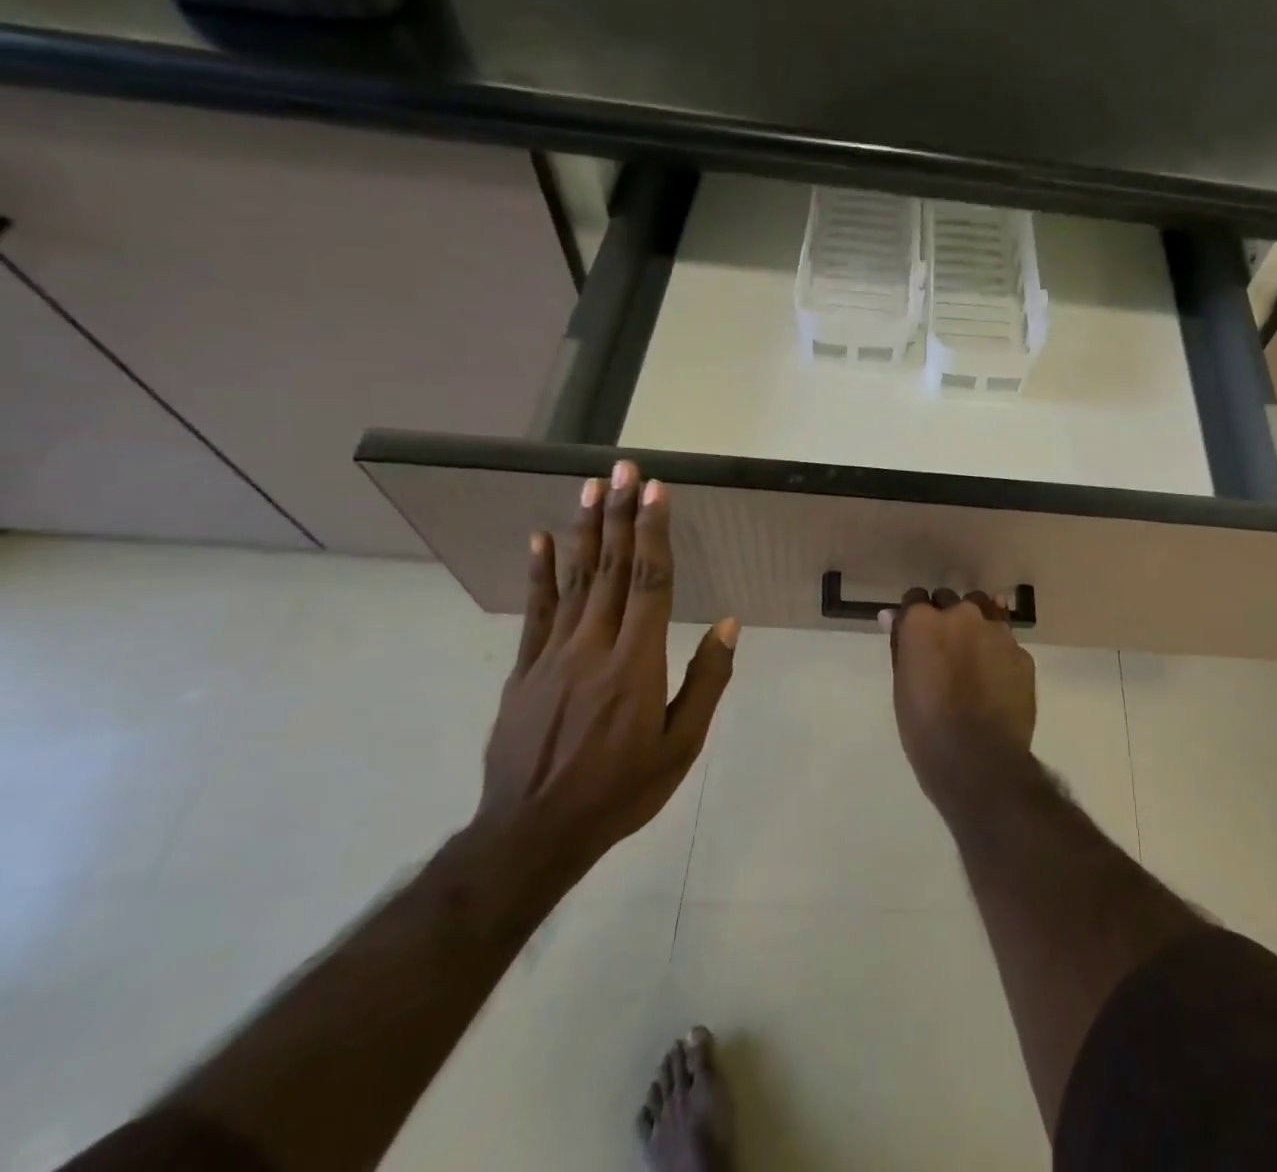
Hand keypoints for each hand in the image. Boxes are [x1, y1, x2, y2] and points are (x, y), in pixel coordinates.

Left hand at [478, 461, 737, 873]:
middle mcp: (594, 646)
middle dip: (620, 514)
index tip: (658, 491)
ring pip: (574, 580)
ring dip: (585, 530)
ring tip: (591, 487)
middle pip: (611, 569)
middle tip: (625, 469)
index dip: (654, 532)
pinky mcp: (524, 669)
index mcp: (636, 663)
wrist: (532, 833)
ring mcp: (553, 655)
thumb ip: (705, 681)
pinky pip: (535, 612)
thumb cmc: (620, 790)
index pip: (649, 582)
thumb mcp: (680, 746)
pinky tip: (542, 540)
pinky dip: (540, 573)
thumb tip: (727, 625)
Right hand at [883, 589, 1035, 795]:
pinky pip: (1006, 642)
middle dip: (945, 617)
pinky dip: (998, 653)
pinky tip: (995, 679)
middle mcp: (962, 615)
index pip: (915, 599)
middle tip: (943, 649)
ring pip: (985, 612)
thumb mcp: (902, 685)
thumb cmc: (926, 727)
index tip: (914, 636)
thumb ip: (901, 644)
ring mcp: (997, 631)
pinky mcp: (1022, 653)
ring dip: (976, 626)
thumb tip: (893, 616)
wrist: (979, 760)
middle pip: (950, 601)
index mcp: (924, 621)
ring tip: (973, 657)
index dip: (914, 617)